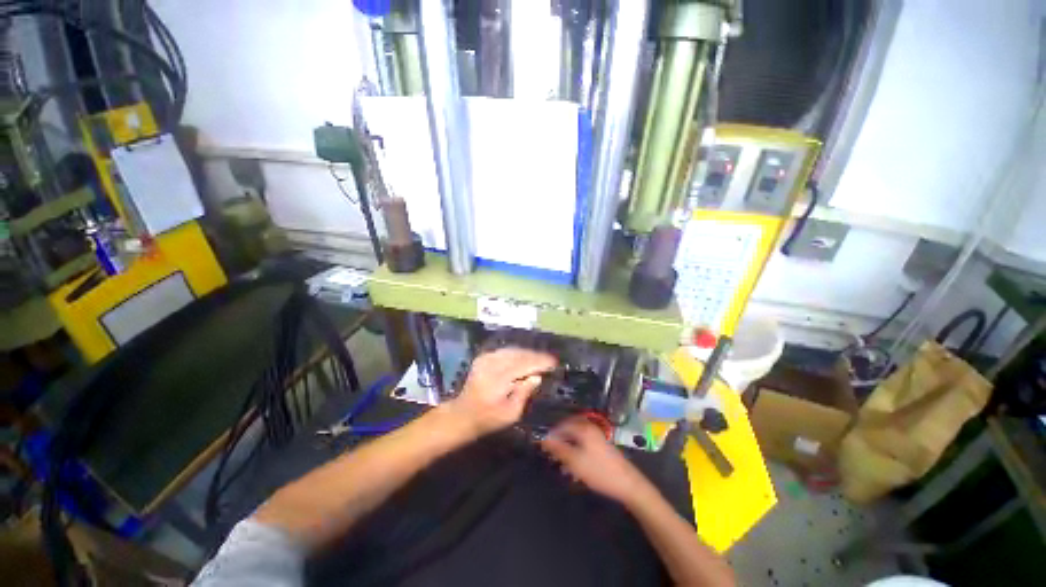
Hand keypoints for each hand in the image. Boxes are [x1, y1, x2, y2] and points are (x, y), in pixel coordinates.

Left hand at [445, 347, 556, 437]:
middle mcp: (492, 364)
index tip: (554, 362)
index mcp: (499, 379)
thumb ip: (524, 393)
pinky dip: (517, 353)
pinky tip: (524, 357)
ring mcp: (486, 359)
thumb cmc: (489, 418)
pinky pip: (504, 351)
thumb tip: (537, 377)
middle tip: (549, 360)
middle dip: (536, 356)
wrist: (463, 413)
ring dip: (527, 353)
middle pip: (519, 355)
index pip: (524, 364)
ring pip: (513, 350)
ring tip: (540, 358)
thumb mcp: (511, 413)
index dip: (540, 362)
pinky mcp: (483, 357)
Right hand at [542, 417, 652, 504]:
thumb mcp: (575, 461)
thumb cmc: (599, 471)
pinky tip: (574, 466)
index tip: (543, 446)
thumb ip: (558, 449)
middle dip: (559, 441)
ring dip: (567, 448)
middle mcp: (590, 428)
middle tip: (552, 455)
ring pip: (576, 438)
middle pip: (569, 430)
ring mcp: (597, 436)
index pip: (561, 425)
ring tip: (562, 463)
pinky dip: (576, 452)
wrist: (628, 484)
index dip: (551, 435)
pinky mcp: (601, 446)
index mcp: (583, 428)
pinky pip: (583, 444)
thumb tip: (543, 439)